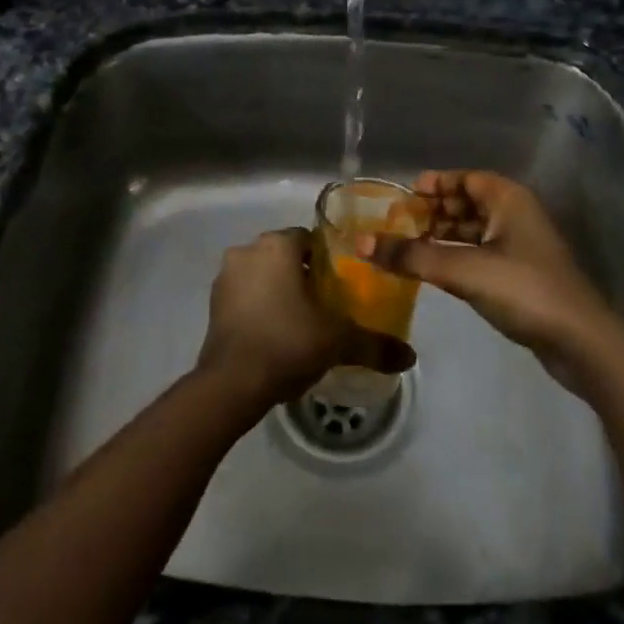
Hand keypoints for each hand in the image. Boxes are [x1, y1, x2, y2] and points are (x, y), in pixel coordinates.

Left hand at [196, 228, 414, 407]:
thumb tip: (410, 356)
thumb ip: (375, 344)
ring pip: (263, 274)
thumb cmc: (287, 343)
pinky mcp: (213, 304)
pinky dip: (260, 307)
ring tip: (302, 322)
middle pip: (285, 255)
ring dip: (279, 290)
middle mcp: (248, 251)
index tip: (342, 284)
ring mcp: (225, 277)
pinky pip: (245, 295)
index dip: (328, 260)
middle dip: (304, 275)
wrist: (230, 384)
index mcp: (277, 245)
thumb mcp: (338, 341)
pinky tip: (276, 334)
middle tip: (327, 305)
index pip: (309, 239)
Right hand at [359, 171, 619, 389]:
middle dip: (434, 211)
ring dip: (444, 236)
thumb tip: (362, 243)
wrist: (580, 341)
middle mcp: (516, 215)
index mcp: (508, 199)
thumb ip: (411, 257)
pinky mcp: (522, 276)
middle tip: (399, 224)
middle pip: (468, 203)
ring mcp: (522, 247)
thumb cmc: (523, 289)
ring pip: (475, 231)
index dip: (435, 184)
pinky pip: (482, 254)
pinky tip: (435, 271)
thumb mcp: (462, 269)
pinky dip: (457, 256)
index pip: (466, 178)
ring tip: (409, 248)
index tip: (404, 196)